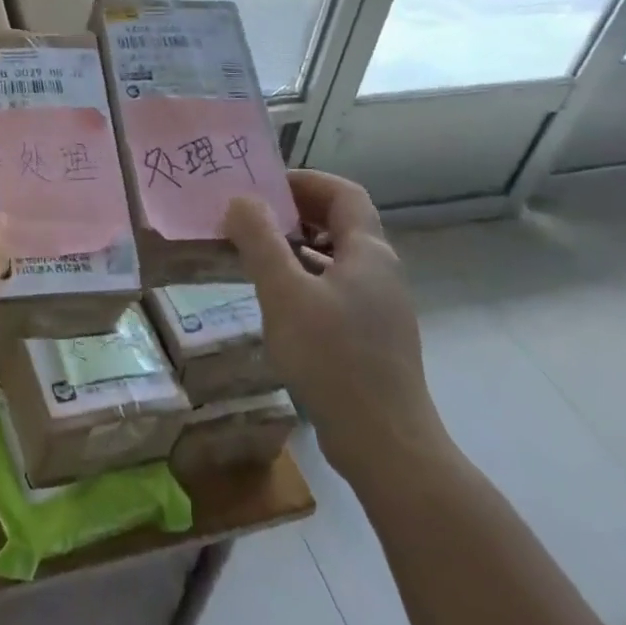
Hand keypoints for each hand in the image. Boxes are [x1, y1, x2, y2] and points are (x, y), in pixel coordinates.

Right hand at [223, 170, 445, 488]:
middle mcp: (381, 272)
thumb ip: (260, 241)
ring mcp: (380, 307)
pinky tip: (277, 302)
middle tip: (250, 219)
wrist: (385, 444)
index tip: (263, 187)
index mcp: (369, 252)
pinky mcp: (373, 338)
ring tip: (255, 255)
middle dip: (295, 213)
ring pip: (336, 259)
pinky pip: (336, 289)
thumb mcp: (284, 293)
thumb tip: (240, 200)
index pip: (343, 192)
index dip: (305, 181)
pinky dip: (305, 280)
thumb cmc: (333, 358)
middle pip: (341, 222)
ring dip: (297, 247)